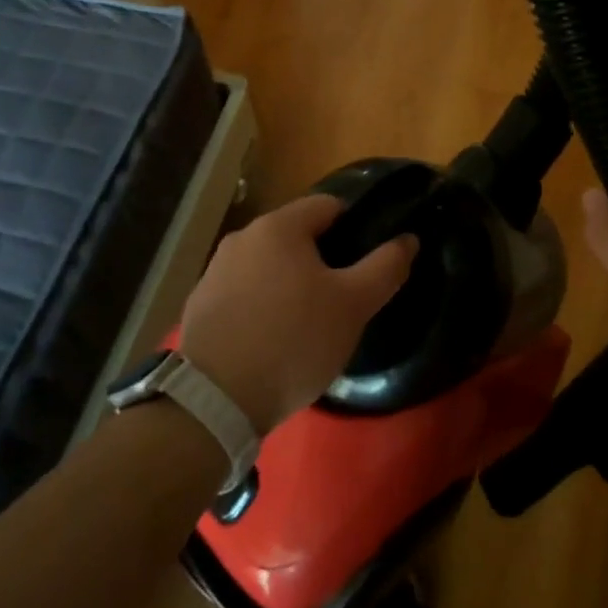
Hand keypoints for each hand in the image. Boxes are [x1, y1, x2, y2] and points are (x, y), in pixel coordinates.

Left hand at [179, 194, 416, 433]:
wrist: (216, 401)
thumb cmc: (294, 340)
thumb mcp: (353, 305)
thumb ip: (385, 267)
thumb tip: (408, 239)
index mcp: (278, 226)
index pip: (329, 205)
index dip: (356, 228)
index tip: (368, 263)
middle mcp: (242, 237)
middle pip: (298, 236)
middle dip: (324, 260)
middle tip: (344, 299)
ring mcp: (215, 271)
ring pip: (270, 265)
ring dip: (292, 283)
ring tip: (310, 323)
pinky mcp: (200, 305)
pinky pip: (246, 292)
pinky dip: (264, 305)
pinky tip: (274, 340)